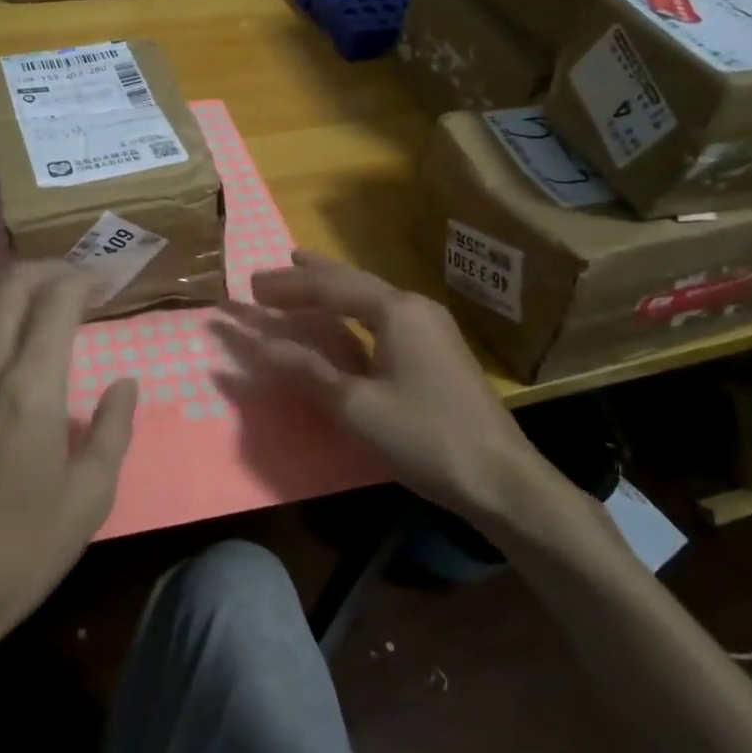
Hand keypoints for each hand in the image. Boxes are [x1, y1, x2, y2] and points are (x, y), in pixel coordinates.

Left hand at [0, 263, 136, 689]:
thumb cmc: (20, 548)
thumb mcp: (89, 497)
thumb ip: (112, 429)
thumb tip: (125, 383)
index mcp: (29, 386)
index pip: (55, 300)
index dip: (85, 280)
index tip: (112, 282)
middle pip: (13, 285)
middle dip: (51, 269)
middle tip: (88, 282)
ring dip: (27, 291)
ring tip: (65, 306)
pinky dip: (9, 317)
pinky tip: (31, 343)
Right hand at [242, 250, 555, 523]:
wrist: (500, 478)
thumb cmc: (424, 437)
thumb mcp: (356, 406)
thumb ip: (307, 370)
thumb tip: (260, 345)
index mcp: (395, 311)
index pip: (329, 287)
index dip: (287, 286)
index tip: (251, 286)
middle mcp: (414, 306)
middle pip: (351, 281)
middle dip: (308, 277)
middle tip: (269, 275)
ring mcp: (431, 326)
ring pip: (370, 294)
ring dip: (331, 287)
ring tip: (301, 274)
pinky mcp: (438, 348)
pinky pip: (383, 312)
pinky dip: (352, 308)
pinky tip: (345, 316)